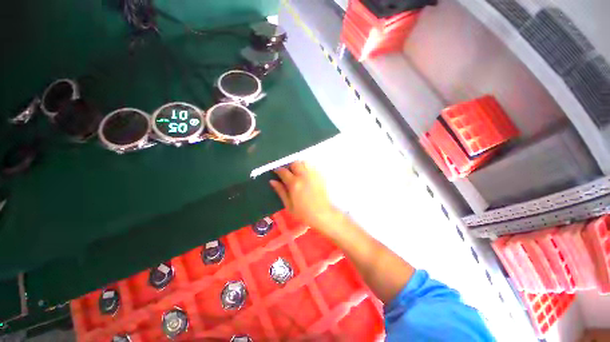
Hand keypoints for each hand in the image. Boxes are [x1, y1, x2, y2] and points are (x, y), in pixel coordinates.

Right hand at [270, 161, 337, 229]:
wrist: (323, 215)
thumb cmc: (304, 213)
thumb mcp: (289, 205)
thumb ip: (280, 191)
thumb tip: (272, 181)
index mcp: (294, 184)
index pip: (283, 171)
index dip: (278, 170)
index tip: (276, 171)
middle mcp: (304, 176)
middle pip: (295, 163)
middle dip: (290, 166)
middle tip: (288, 173)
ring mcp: (314, 175)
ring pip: (304, 162)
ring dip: (299, 165)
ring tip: (298, 172)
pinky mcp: (321, 176)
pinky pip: (313, 167)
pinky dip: (308, 168)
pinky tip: (307, 175)